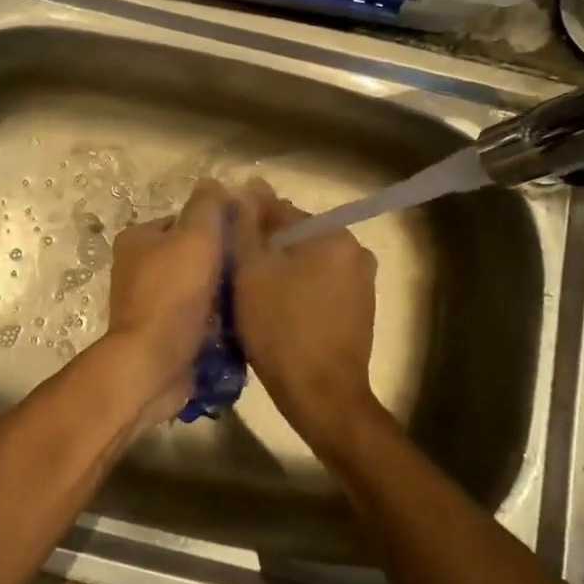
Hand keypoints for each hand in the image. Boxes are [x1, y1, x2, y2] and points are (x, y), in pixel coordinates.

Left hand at [98, 179, 229, 426]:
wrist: (153, 364)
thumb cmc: (173, 294)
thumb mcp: (195, 237)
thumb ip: (206, 207)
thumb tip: (214, 183)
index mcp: (138, 239)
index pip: (184, 220)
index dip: (216, 226)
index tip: (246, 237)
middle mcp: (136, 268)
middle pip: (191, 255)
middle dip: (221, 261)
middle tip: (253, 269)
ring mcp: (146, 303)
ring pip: (196, 288)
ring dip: (220, 293)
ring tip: (250, 297)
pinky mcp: (159, 334)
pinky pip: (194, 318)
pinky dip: (213, 320)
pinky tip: (237, 324)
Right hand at [233, 181, 383, 454]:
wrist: (321, 396)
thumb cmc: (280, 328)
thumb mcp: (250, 270)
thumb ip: (245, 224)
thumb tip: (247, 187)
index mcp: (332, 234)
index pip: (279, 210)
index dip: (246, 221)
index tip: (222, 237)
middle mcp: (354, 250)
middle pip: (295, 236)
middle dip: (264, 247)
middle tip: (231, 268)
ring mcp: (361, 282)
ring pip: (306, 262)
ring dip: (279, 269)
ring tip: (248, 291)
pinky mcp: (359, 310)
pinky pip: (319, 286)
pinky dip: (297, 290)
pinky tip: (274, 309)